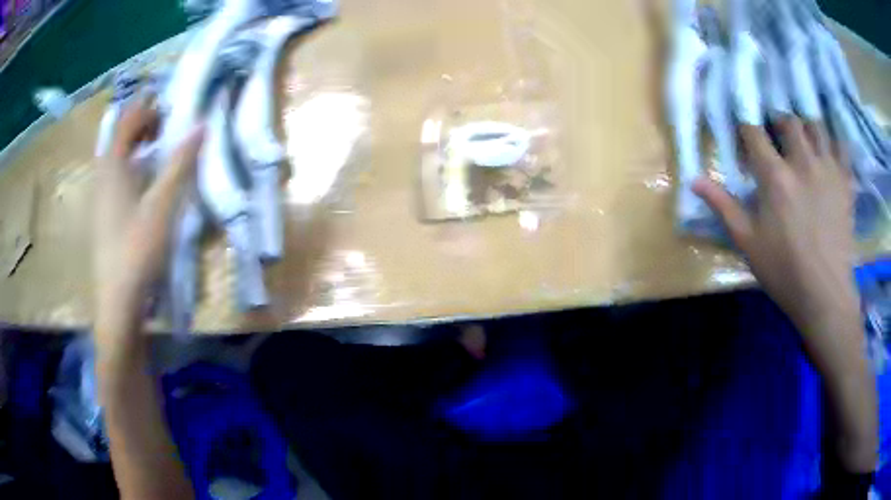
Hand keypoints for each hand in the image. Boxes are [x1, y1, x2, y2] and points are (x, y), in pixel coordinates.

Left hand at [93, 97, 203, 358]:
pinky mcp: (103, 216)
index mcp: (113, 167)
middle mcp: (102, 177)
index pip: (128, 120)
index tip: (171, 104)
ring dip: (136, 145)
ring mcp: (100, 198)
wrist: (118, 302)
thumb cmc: (137, 250)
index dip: (148, 106)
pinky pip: (115, 177)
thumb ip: (180, 164)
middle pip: (119, 136)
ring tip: (158, 147)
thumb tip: (201, 125)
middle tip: (166, 123)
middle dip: (142, 123)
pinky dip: (131, 167)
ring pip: (116, 158)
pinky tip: (144, 182)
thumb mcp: (163, 205)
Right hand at [694, 117, 875, 471]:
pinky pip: (841, 146)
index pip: (754, 132)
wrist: (825, 295)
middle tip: (777, 135)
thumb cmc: (785, 272)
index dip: (746, 126)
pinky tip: (829, 150)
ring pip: (816, 125)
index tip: (744, 133)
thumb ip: (723, 207)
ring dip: (806, 126)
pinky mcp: (845, 181)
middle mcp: (802, 162)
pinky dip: (834, 141)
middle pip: (788, 120)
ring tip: (804, 138)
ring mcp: (827, 169)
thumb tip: (694, 180)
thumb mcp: (748, 244)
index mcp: (775, 176)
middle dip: (778, 122)